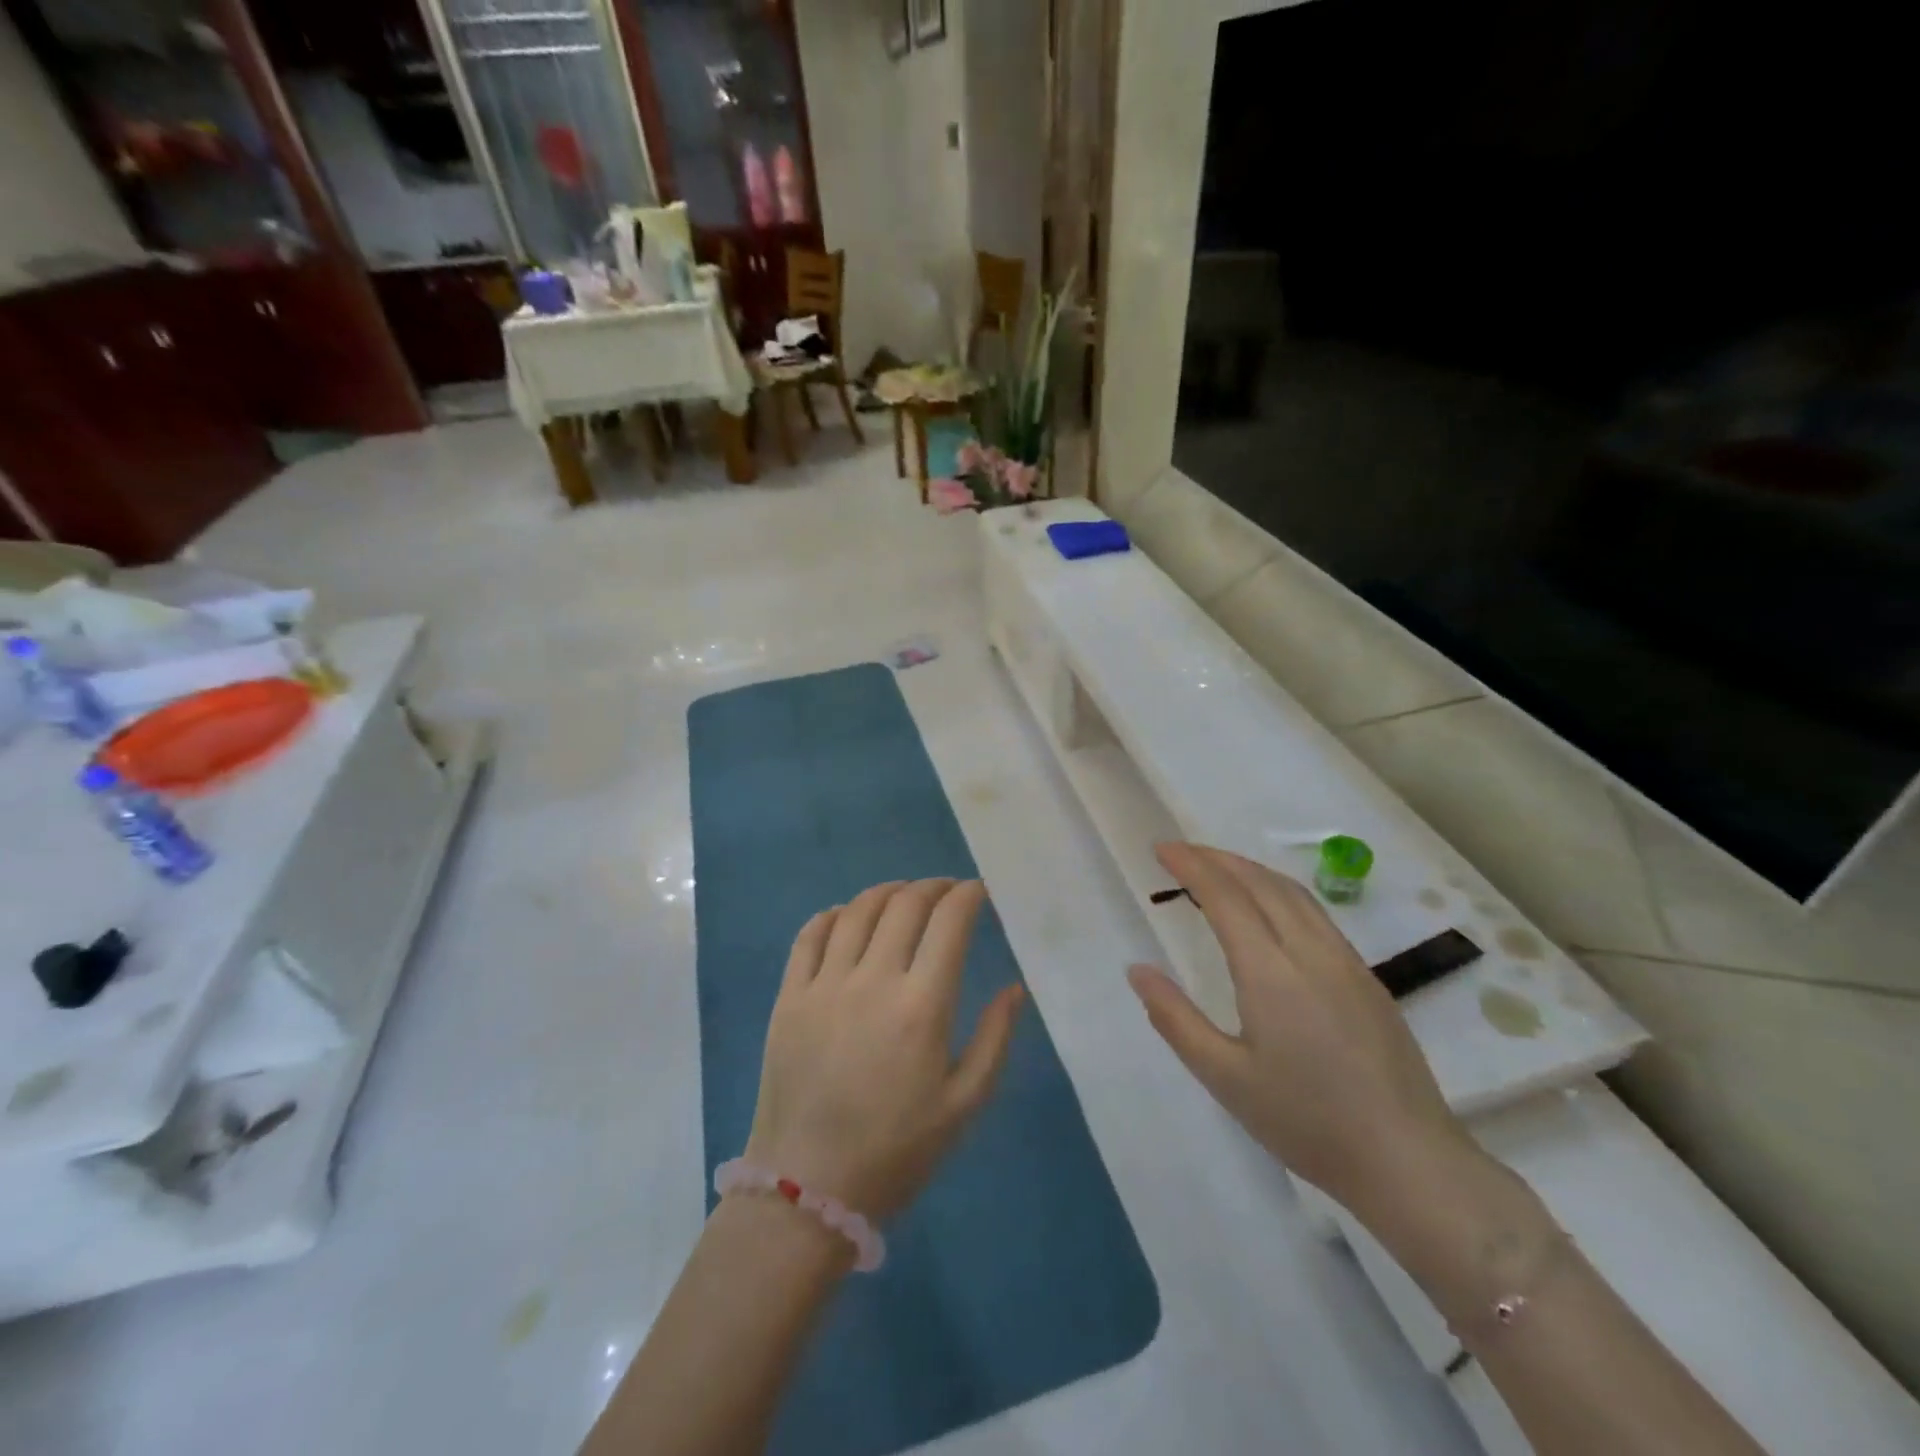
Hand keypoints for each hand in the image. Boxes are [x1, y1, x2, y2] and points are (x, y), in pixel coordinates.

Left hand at [744, 878, 1026, 1221]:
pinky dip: (833, 914)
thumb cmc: (896, 1151)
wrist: (807, 1189)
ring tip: (904, 895)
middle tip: (948, 891)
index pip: (949, 922)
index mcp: (921, 1006)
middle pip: (905, 904)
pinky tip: (847, 916)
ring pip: (857, 910)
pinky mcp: (788, 996)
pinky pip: (809, 935)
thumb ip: (995, 1039)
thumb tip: (1015, 988)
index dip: (969, 895)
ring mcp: (824, 985)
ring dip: (888, 891)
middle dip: (933, 887)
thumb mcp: (964, 1104)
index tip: (980, 892)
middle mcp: (872, 980)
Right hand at [1127, 843, 1472, 1215]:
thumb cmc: (1306, 1121)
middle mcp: (1310, 952)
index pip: (1225, 896)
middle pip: (1260, 882)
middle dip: (1217, 858)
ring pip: (1293, 893)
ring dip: (1250, 870)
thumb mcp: (1224, 1077)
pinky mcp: (1367, 979)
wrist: (1408, 1161)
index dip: (1191, 866)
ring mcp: (1345, 962)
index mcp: (1270, 971)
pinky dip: (1280, 891)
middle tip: (1181, 852)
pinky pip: (1316, 913)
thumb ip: (1175, 1018)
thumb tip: (1137, 970)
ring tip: (1219, 868)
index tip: (1161, 848)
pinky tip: (1271, 908)